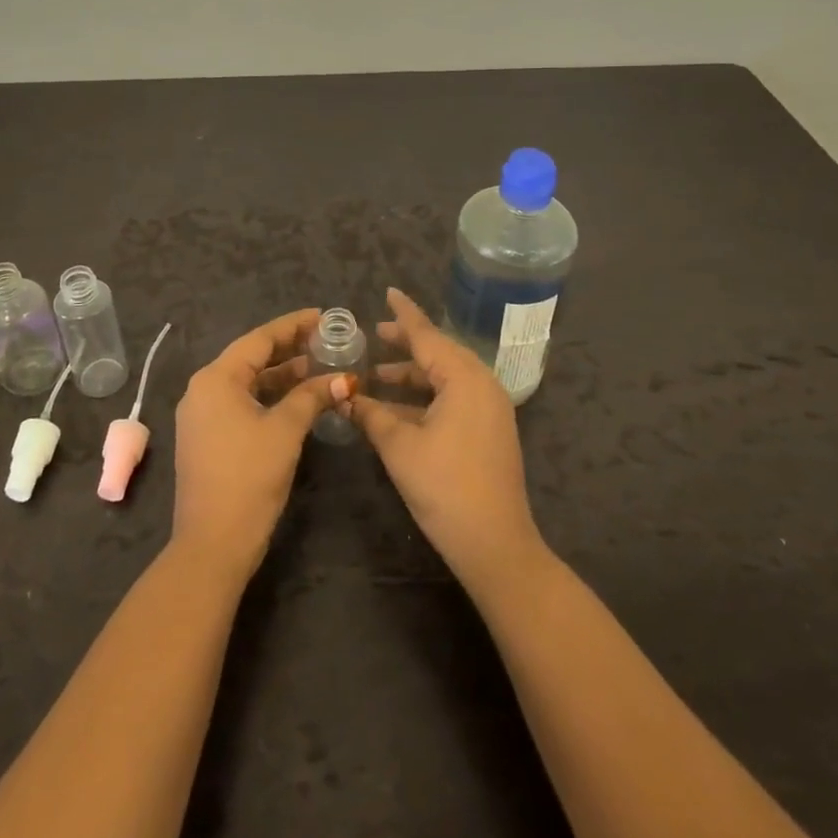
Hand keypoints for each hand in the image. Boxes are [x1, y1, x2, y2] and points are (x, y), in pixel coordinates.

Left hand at [171, 308, 350, 582]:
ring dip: (281, 375)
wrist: (212, 543)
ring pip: (247, 383)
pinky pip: (241, 403)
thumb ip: (313, 397)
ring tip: (319, 367)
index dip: (293, 326)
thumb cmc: (248, 477)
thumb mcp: (285, 430)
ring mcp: (202, 416)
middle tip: (326, 340)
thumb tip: (345, 380)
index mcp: (216, 379)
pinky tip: (297, 400)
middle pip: (251, 358)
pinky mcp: (208, 438)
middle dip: (289, 349)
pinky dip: (269, 397)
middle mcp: (203, 390)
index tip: (323, 316)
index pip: (259, 339)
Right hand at [346, 289, 547, 594]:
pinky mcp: (489, 431)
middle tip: (375, 334)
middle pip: (439, 353)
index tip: (388, 292)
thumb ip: (370, 415)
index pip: (428, 335)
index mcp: (465, 378)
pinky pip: (453, 398)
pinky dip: (425, 398)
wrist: (495, 544)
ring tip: (377, 376)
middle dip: (406, 345)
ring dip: (412, 376)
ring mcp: (489, 409)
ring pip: (445, 378)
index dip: (405, 314)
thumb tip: (343, 397)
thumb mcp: (399, 447)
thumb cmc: (445, 487)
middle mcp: (482, 385)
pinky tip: (396, 409)